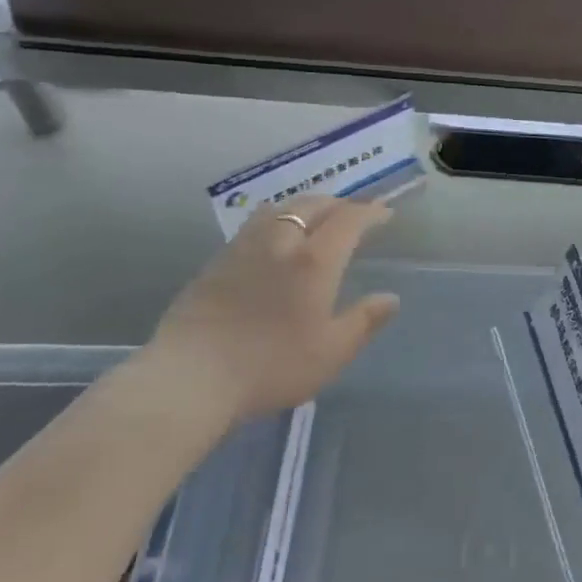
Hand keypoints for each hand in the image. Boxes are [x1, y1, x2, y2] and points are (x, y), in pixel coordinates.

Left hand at [140, 195, 399, 429]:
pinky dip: (276, 220)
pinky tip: (274, 240)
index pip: (348, 220)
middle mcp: (280, 243)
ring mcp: (243, 248)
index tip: (384, 214)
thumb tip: (391, 298)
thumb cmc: (271, 366)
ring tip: (314, 218)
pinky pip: (254, 224)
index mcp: (314, 261)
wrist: (190, 377)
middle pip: (312, 205)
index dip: (370, 212)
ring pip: (279, 209)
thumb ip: (364, 321)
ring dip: (305, 206)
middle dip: (338, 203)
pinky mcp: (216, 262)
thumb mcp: (331, 352)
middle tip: (352, 213)